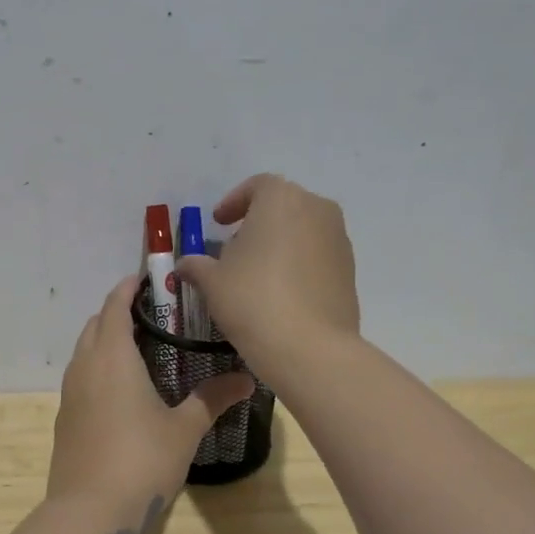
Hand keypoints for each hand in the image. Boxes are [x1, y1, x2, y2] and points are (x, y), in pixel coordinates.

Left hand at [47, 276, 255, 518]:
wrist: (89, 514)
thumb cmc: (141, 461)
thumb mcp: (184, 430)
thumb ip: (212, 399)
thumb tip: (248, 379)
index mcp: (112, 358)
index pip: (115, 306)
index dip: (128, 288)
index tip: (147, 279)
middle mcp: (85, 367)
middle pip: (95, 325)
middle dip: (117, 312)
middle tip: (152, 314)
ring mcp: (69, 394)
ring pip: (84, 351)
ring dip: (105, 339)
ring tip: (139, 347)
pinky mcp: (65, 419)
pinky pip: (80, 377)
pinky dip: (97, 367)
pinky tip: (121, 389)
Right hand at [174, 174, 359, 381]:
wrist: (309, 346)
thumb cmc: (252, 300)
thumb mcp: (212, 282)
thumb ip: (197, 266)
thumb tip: (185, 265)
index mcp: (281, 199)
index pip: (256, 186)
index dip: (234, 202)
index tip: (218, 223)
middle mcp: (316, 209)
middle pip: (283, 206)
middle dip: (258, 223)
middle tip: (236, 249)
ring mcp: (339, 239)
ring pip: (304, 230)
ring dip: (281, 243)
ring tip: (258, 274)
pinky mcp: (350, 270)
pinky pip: (318, 256)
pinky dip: (299, 264)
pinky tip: (282, 293)